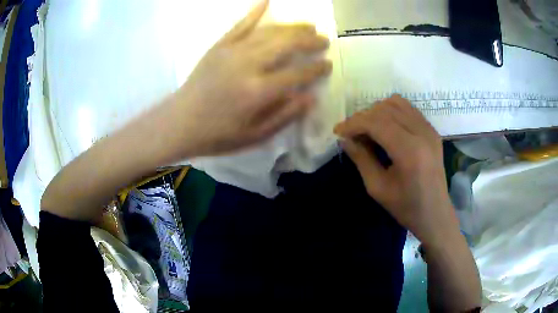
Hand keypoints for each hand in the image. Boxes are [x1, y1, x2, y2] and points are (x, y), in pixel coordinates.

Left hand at [171, 0, 331, 156]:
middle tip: (323, 40)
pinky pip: (240, 25)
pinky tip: (266, 1)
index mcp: (259, 91)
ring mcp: (232, 52)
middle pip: (287, 45)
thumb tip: (311, 97)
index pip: (298, 74)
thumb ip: (284, 115)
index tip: (328, 64)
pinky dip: (254, 12)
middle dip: (309, 41)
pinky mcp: (219, 46)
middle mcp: (248, 65)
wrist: (179, 123)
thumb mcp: (254, 135)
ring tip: (308, 26)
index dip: (317, 68)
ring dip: (292, 27)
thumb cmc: (217, 134)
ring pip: (269, 32)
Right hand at [334, 95, 459, 246]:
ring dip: (377, 111)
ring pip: (397, 103)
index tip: (338, 131)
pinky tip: (385, 127)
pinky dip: (392, 112)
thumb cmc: (406, 207)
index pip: (377, 123)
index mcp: (409, 151)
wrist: (435, 214)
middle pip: (385, 109)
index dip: (353, 123)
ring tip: (368, 129)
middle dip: (363, 117)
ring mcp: (429, 129)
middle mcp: (422, 133)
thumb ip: (361, 159)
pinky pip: (408, 109)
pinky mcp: (432, 130)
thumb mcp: (378, 188)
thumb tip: (344, 139)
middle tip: (351, 133)